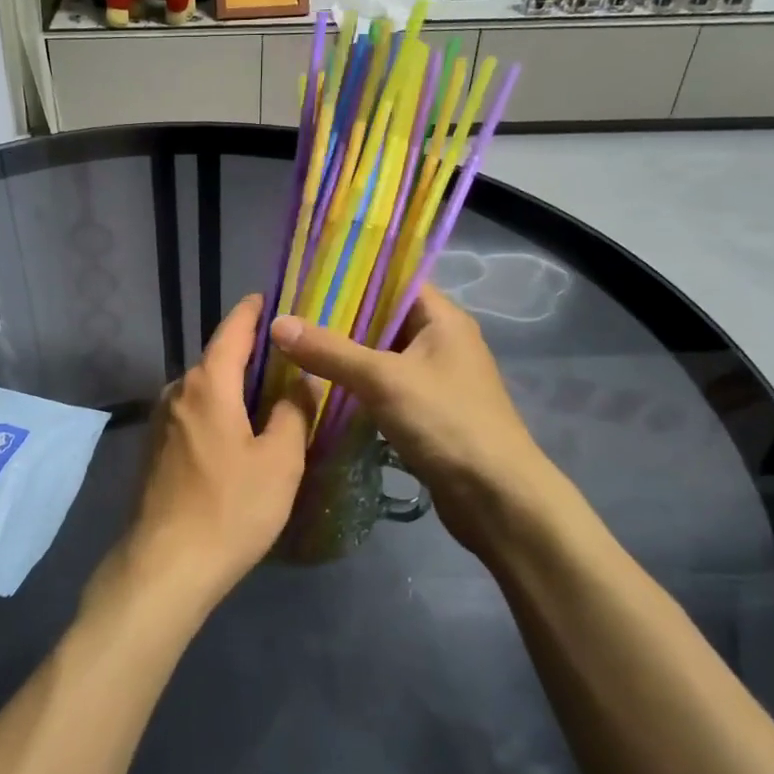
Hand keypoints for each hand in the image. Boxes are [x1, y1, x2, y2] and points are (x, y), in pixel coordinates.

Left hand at [104, 295, 312, 616]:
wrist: (166, 566)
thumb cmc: (231, 508)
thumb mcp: (280, 460)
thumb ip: (293, 412)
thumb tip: (298, 381)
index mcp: (207, 384)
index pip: (232, 331)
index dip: (251, 312)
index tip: (268, 298)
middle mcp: (177, 392)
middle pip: (217, 361)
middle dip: (249, 355)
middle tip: (288, 359)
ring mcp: (161, 422)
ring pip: (204, 390)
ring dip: (234, 388)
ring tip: (269, 398)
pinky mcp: (155, 449)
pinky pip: (194, 414)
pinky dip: (219, 412)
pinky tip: (239, 435)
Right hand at [268, 288, 573, 560]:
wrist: (496, 498)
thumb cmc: (447, 422)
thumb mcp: (383, 379)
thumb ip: (330, 351)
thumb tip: (276, 323)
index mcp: (443, 319)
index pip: (396, 280)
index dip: (354, 276)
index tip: (308, 277)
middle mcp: (441, 342)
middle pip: (384, 319)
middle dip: (340, 318)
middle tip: (290, 314)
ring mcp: (435, 379)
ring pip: (381, 355)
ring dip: (345, 354)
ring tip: (295, 346)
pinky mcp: (426, 413)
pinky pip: (384, 387)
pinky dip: (356, 385)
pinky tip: (320, 388)